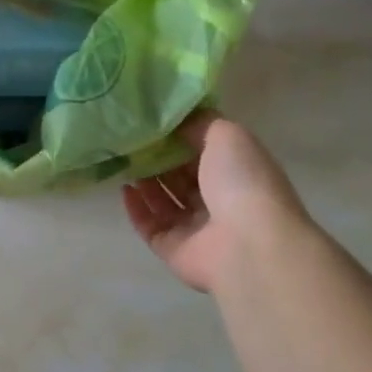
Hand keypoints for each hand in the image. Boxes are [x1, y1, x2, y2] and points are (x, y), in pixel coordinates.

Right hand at [123, 111, 310, 293]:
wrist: (247, 244)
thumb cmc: (240, 182)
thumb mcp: (226, 135)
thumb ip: (200, 123)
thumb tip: (176, 121)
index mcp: (236, 174)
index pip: (205, 154)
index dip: (181, 140)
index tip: (154, 124)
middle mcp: (219, 202)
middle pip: (182, 179)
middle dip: (159, 161)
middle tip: (132, 142)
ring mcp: (196, 229)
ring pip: (165, 203)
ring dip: (146, 184)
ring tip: (124, 162)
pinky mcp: (174, 250)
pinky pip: (150, 227)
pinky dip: (137, 209)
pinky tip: (125, 189)